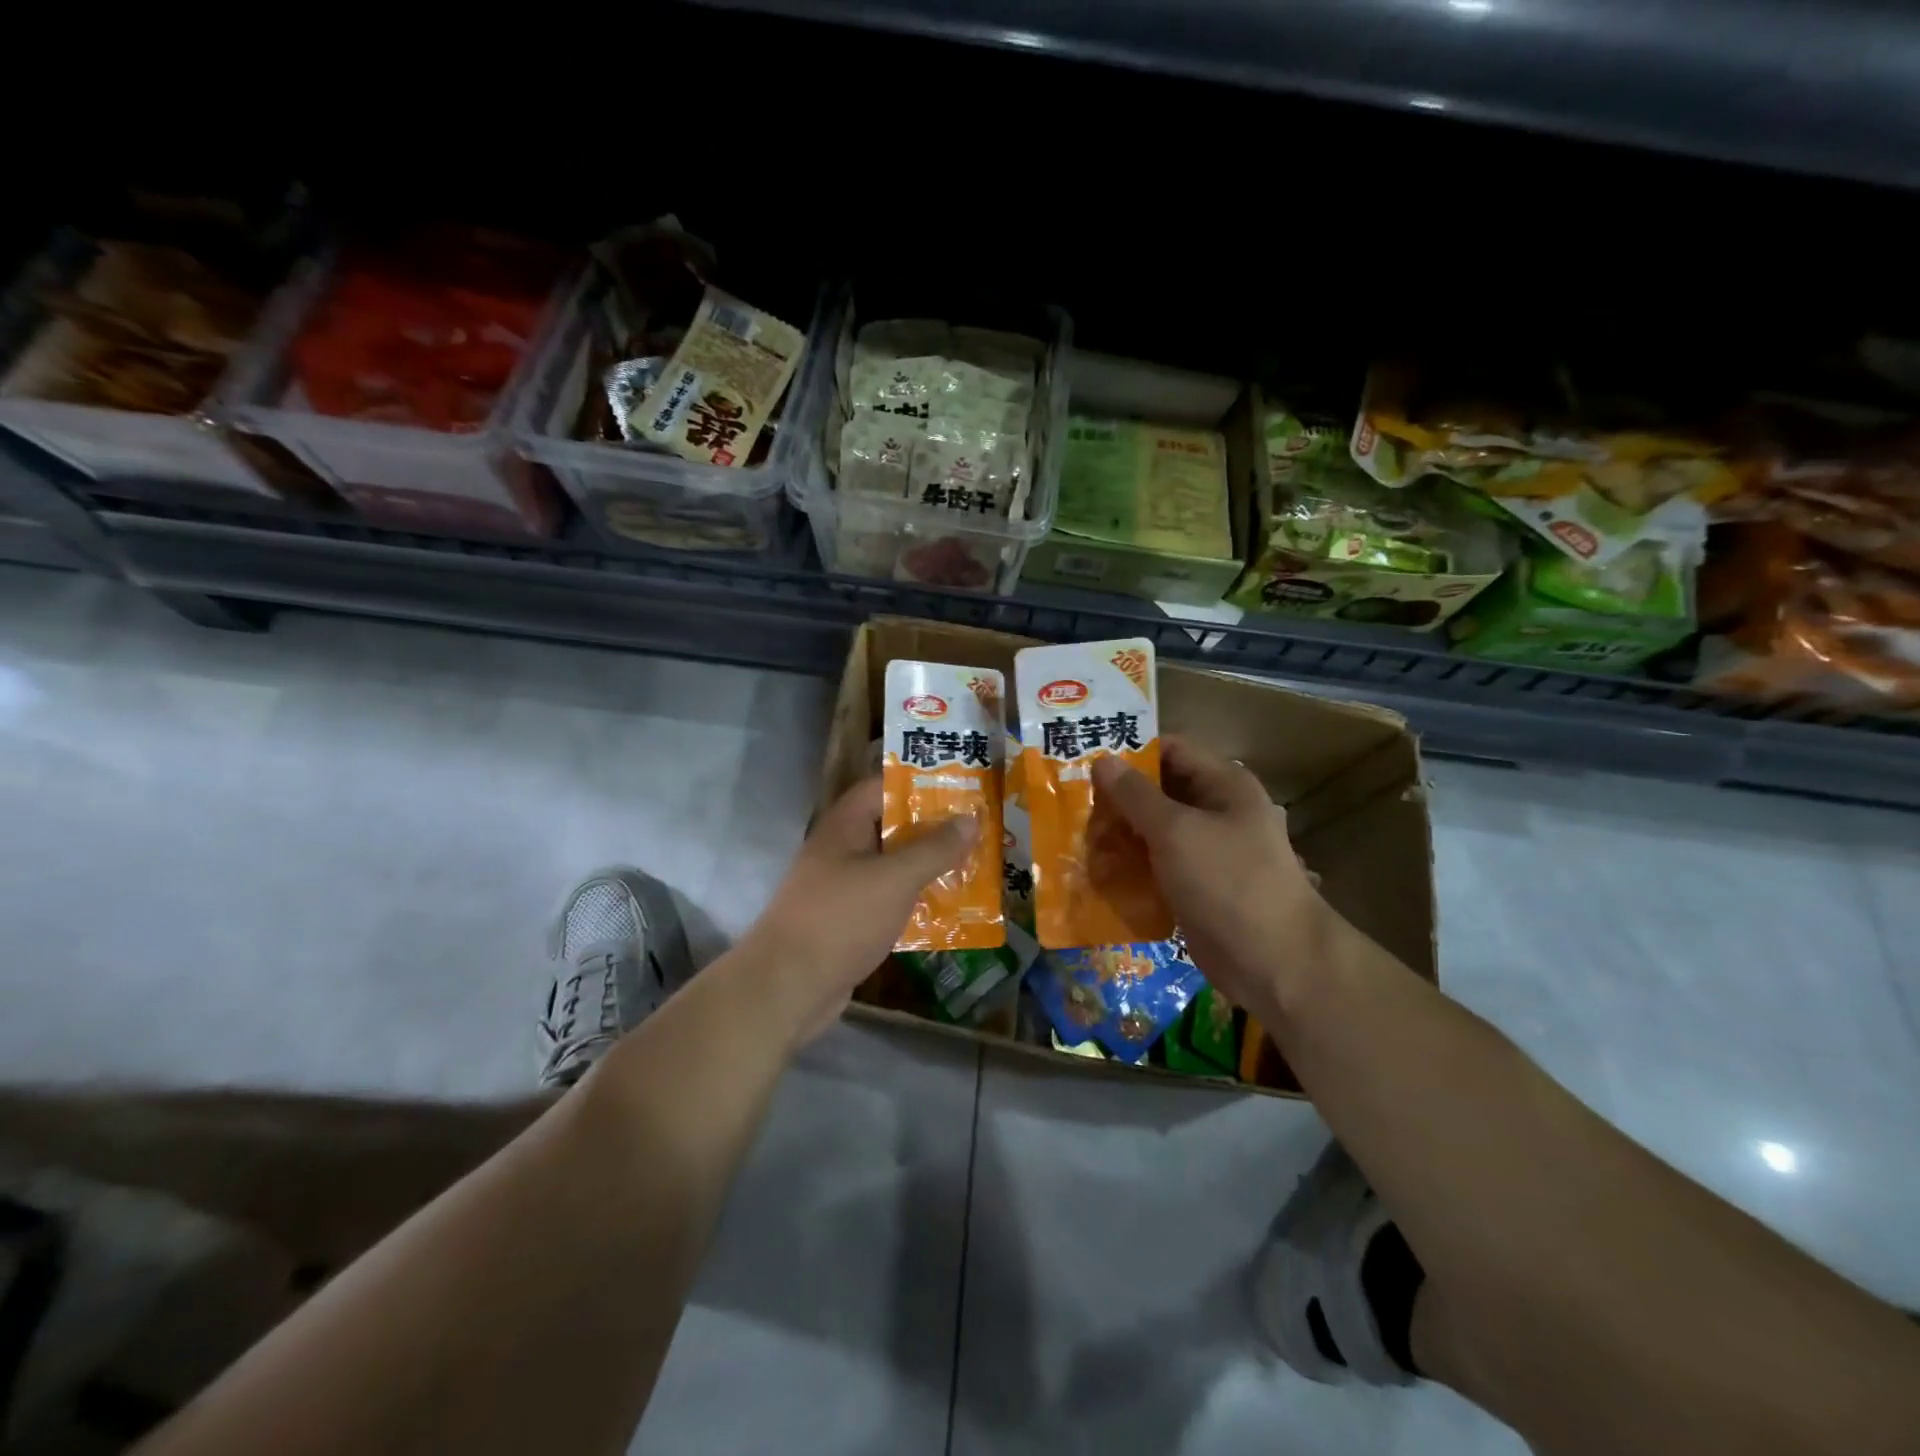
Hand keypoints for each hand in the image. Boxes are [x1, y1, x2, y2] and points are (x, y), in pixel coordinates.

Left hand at [741, 777, 976, 1046]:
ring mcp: (841, 887)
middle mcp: (841, 850)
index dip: (919, 784)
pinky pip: (887, 900)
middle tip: (978, 829)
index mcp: (844, 826)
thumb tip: (970, 818)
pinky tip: (948, 909)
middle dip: (932, 829)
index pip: (882, 788)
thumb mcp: (895, 879)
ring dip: (926, 867)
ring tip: (973, 866)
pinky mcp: (847, 921)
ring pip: (891, 866)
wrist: (787, 987)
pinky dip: (913, 901)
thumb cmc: (841, 919)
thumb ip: (934, 848)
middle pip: (890, 827)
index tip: (960, 788)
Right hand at [1091, 737, 1324, 1014]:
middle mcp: (1218, 811)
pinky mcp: (1198, 885)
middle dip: (1119, 797)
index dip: (1132, 750)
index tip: (1087, 760)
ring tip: (1079, 837)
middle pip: (1161, 790)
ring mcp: (1209, 851)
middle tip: (1073, 802)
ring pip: (1156, 830)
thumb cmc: (1227, 882)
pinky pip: (1158, 865)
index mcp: (1223, 785)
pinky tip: (1098, 870)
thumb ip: (1136, 795)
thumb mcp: (1176, 831)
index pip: (1172, 749)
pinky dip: (1132, 865)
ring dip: (1121, 833)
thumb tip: (1102, 759)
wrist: (1273, 961)